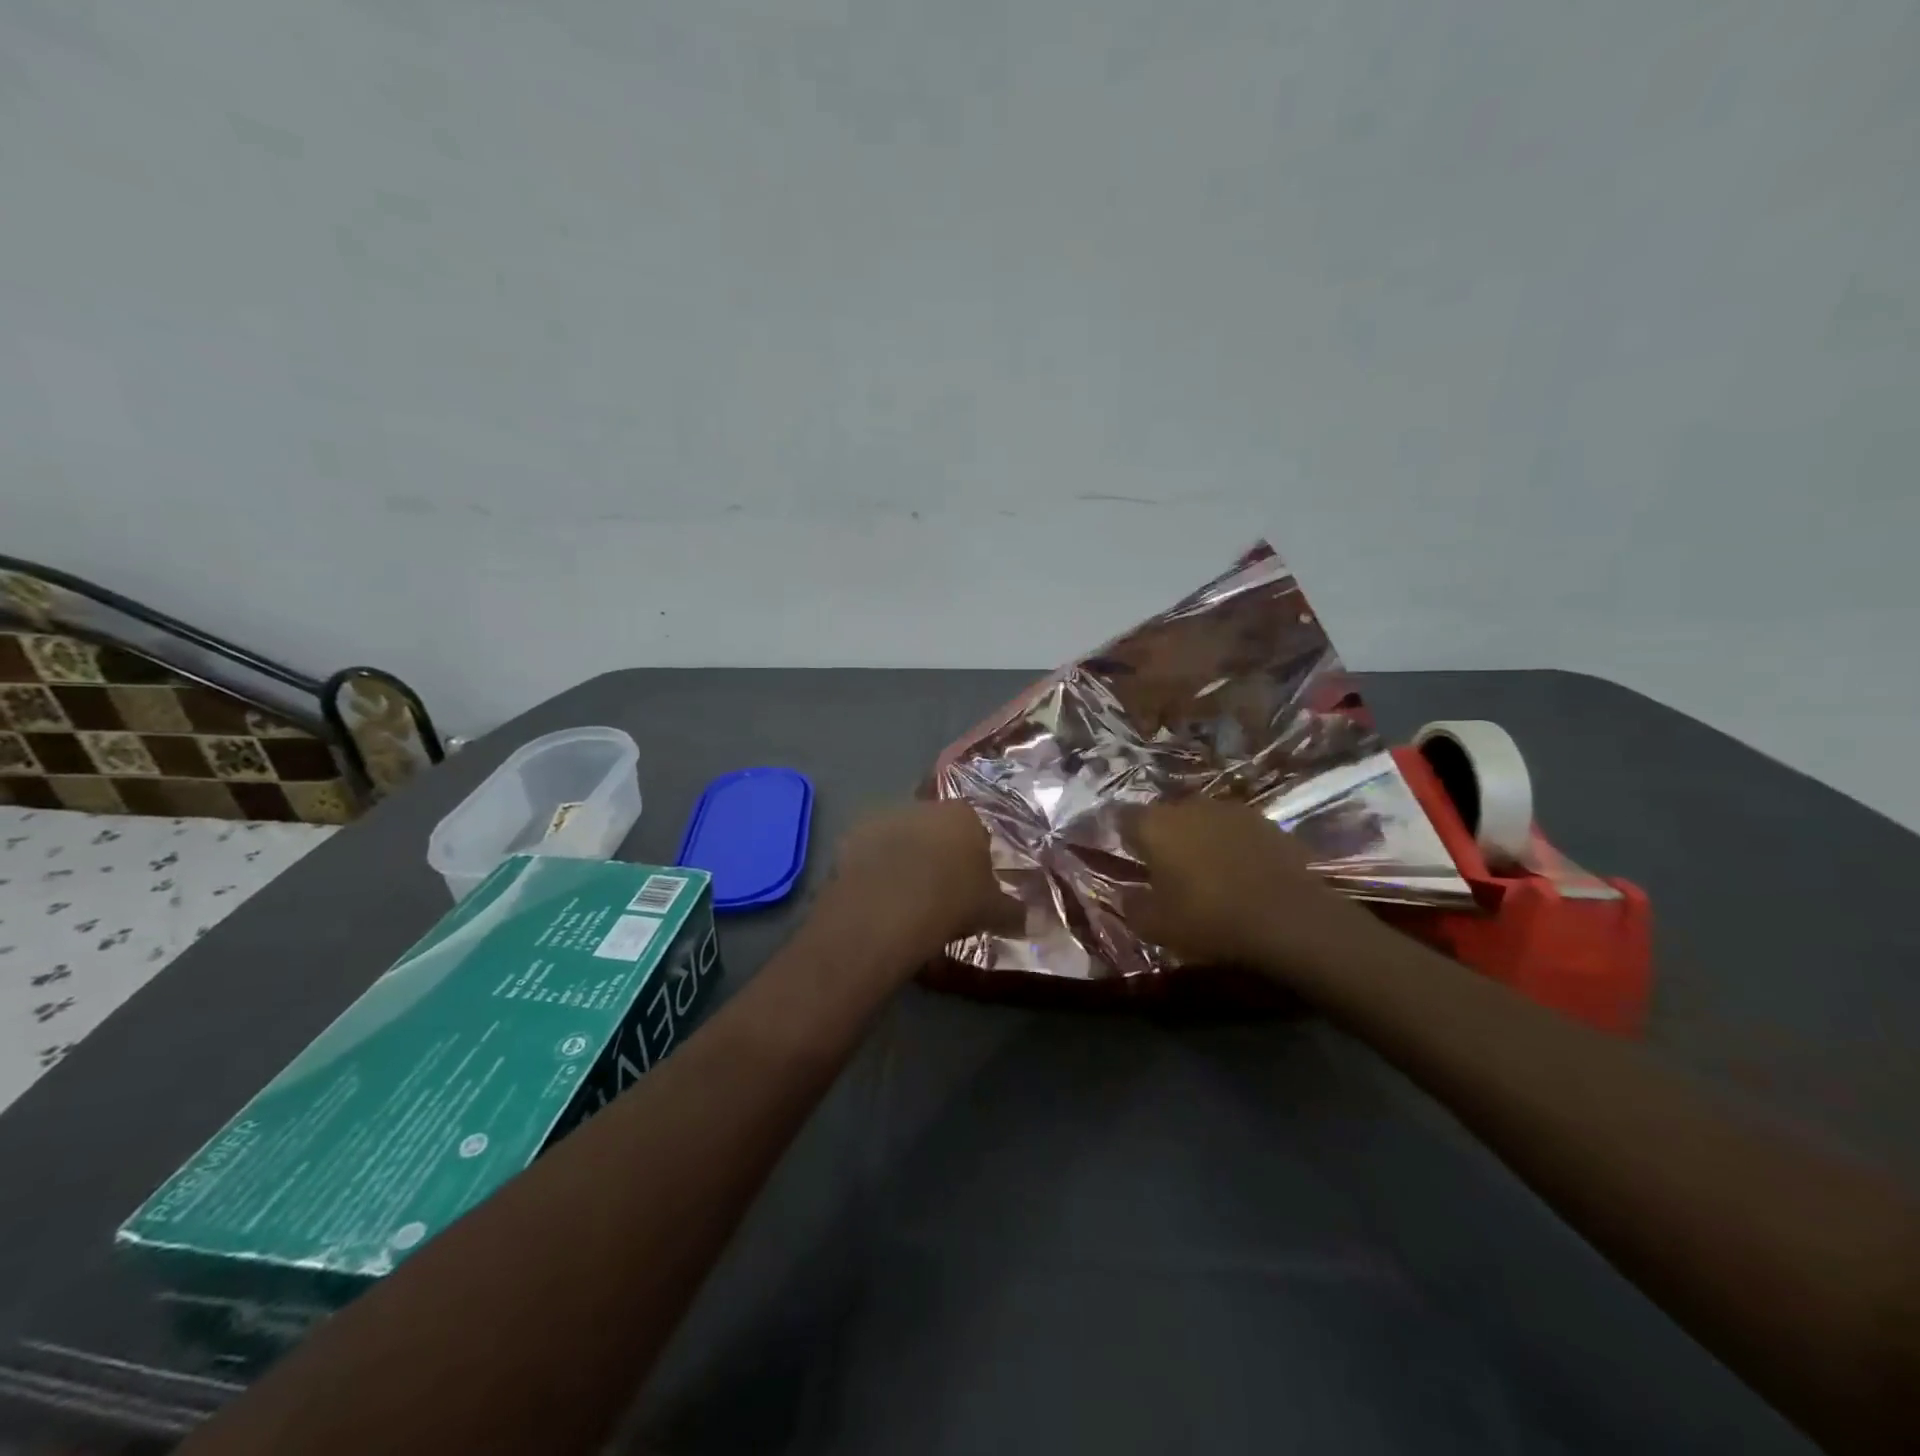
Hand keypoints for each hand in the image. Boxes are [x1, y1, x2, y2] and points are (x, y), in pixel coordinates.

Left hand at [815, 801, 1020, 961]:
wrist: (887, 908)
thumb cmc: (951, 901)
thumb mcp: (991, 911)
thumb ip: (1014, 911)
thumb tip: (1036, 920)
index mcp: (964, 816)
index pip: (976, 826)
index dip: (975, 852)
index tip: (972, 879)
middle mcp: (925, 806)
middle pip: (936, 825)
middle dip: (938, 849)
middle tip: (940, 885)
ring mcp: (885, 816)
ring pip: (901, 834)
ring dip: (904, 854)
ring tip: (905, 891)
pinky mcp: (853, 834)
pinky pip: (870, 849)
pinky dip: (875, 864)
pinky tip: (878, 892)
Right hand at [1124, 799, 1392, 979]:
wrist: (1290, 919)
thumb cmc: (1209, 920)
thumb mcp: (1156, 927)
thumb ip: (1133, 907)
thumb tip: (1128, 896)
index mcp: (1155, 825)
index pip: (1124, 817)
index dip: (1123, 836)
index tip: (1127, 857)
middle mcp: (1189, 806)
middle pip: (1165, 815)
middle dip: (1163, 836)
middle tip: (1165, 869)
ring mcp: (1231, 810)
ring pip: (1202, 820)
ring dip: (1199, 839)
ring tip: (1205, 872)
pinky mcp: (1266, 822)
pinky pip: (1235, 831)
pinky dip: (1232, 846)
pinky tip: (1240, 873)